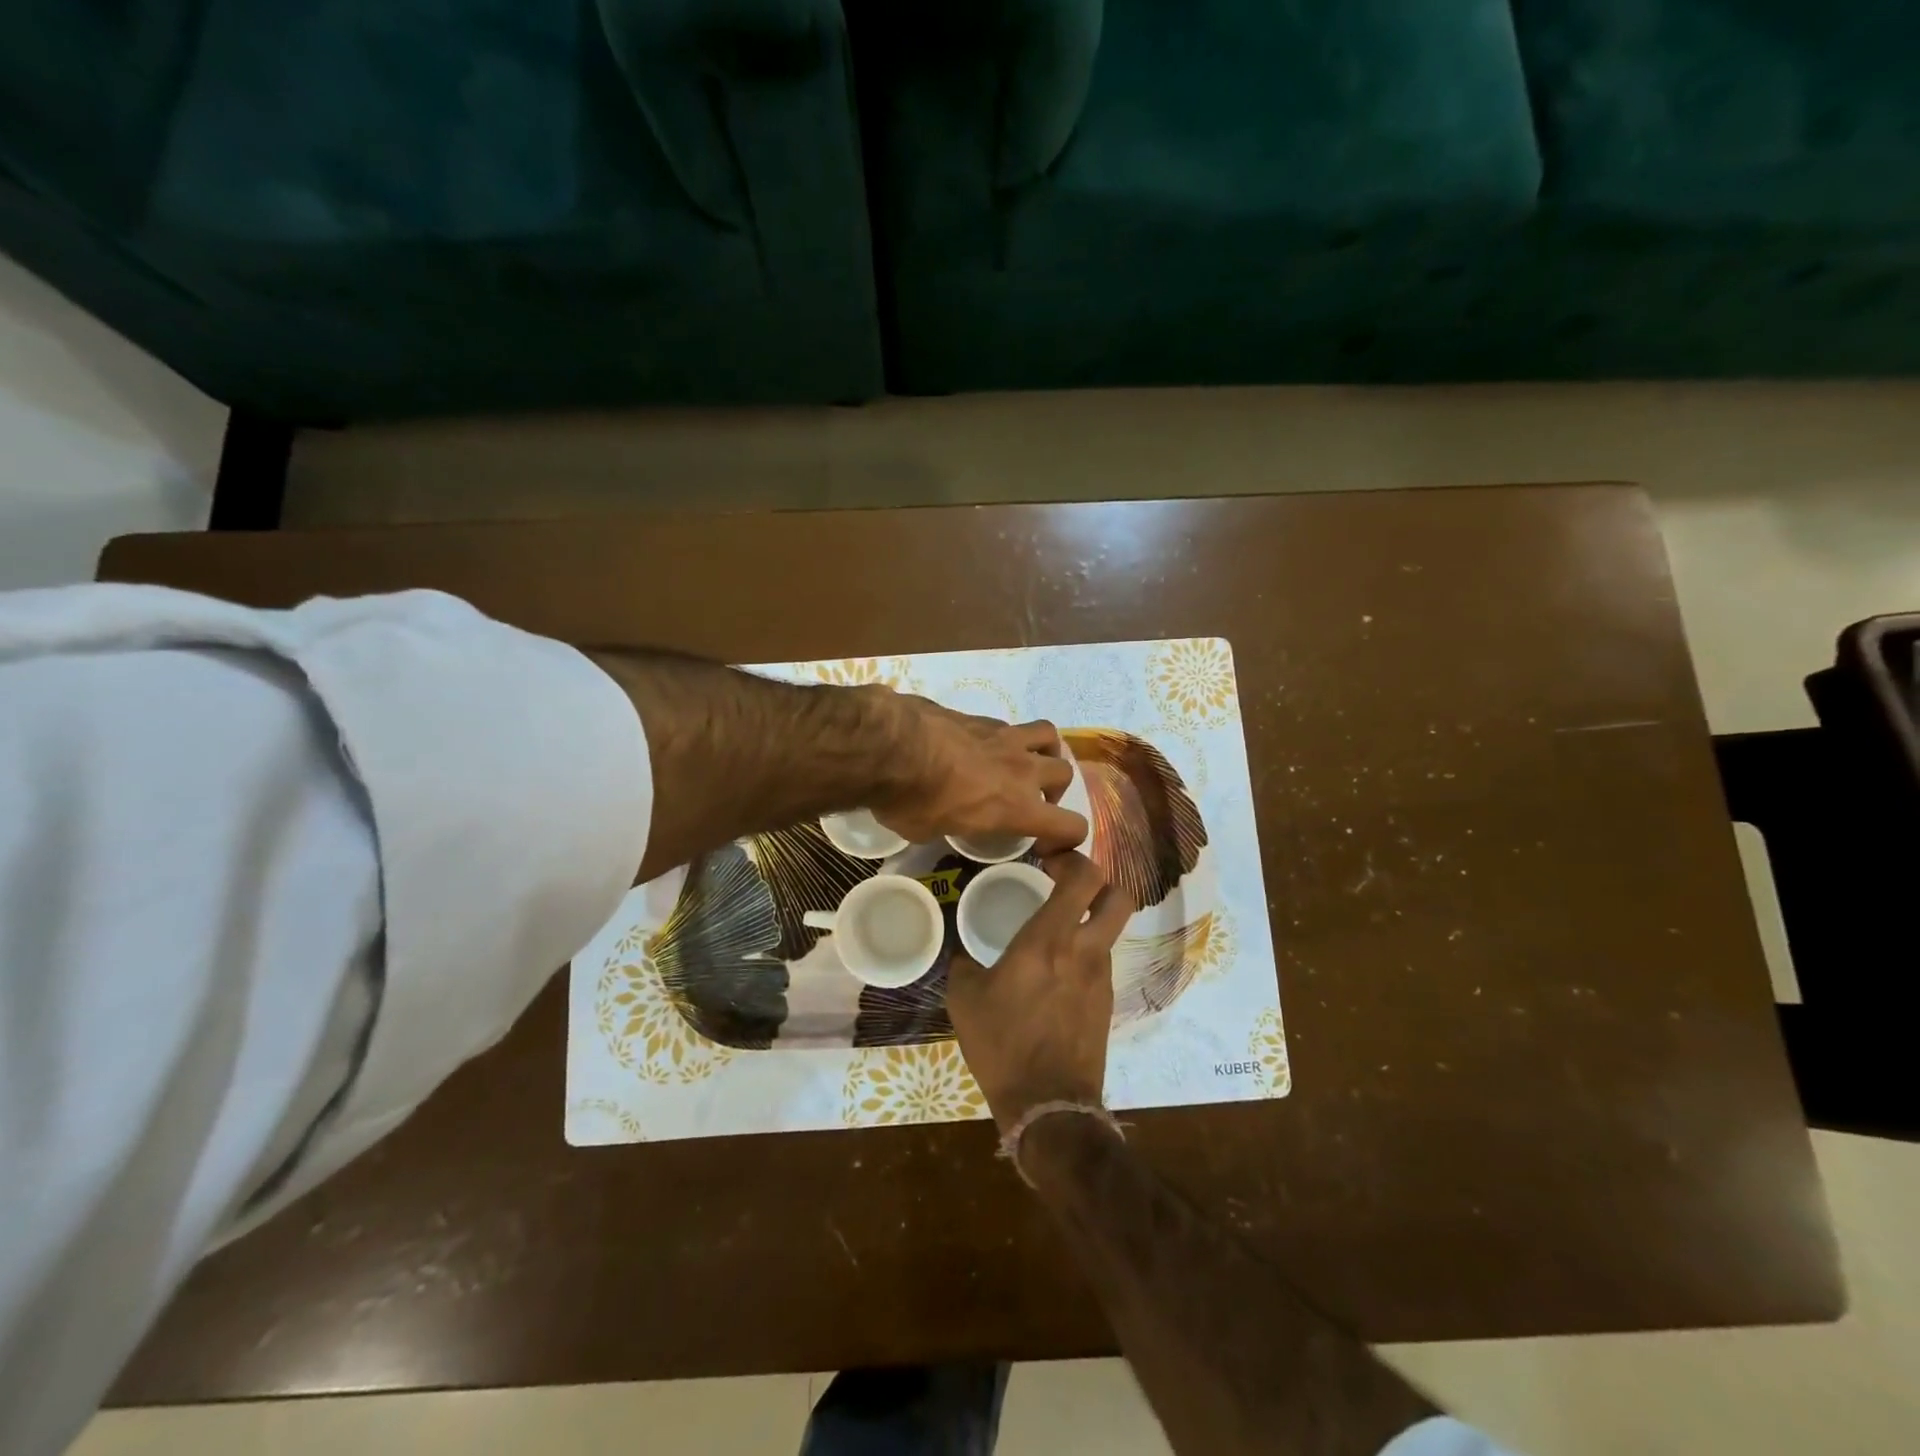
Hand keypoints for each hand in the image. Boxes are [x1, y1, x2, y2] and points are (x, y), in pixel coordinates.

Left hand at [868, 692, 1087, 851]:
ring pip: (1049, 736)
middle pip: (1064, 774)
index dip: (1066, 838)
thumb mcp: (929, 832)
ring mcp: (1004, 737)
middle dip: (1054, 789)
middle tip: (1031, 798)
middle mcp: (1021, 770)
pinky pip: (1008, 725)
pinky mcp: (980, 716)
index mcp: (1017, 808)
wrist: (889, 745)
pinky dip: (1004, 737)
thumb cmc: (910, 800)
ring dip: (1043, 751)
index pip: (1070, 826)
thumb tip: (942, 818)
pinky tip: (981, 745)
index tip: (1044, 843)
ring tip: (1024, 761)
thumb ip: (950, 824)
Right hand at [947, 851, 1133, 1129]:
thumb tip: (963, 951)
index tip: (1048, 862)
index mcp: (1050, 940)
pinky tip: (1056, 973)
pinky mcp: (1107, 1003)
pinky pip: (1102, 961)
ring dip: (1089, 920)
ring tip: (1054, 932)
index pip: (1085, 878)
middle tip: (1065, 886)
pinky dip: (1085, 953)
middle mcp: (1085, 951)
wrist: (1048, 1106)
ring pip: (1110, 930)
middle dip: (1097, 882)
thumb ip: (963, 964)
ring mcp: (1102, 978)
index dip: (1073, 858)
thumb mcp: (965, 999)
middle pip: (1117, 896)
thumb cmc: (1002, 1045)